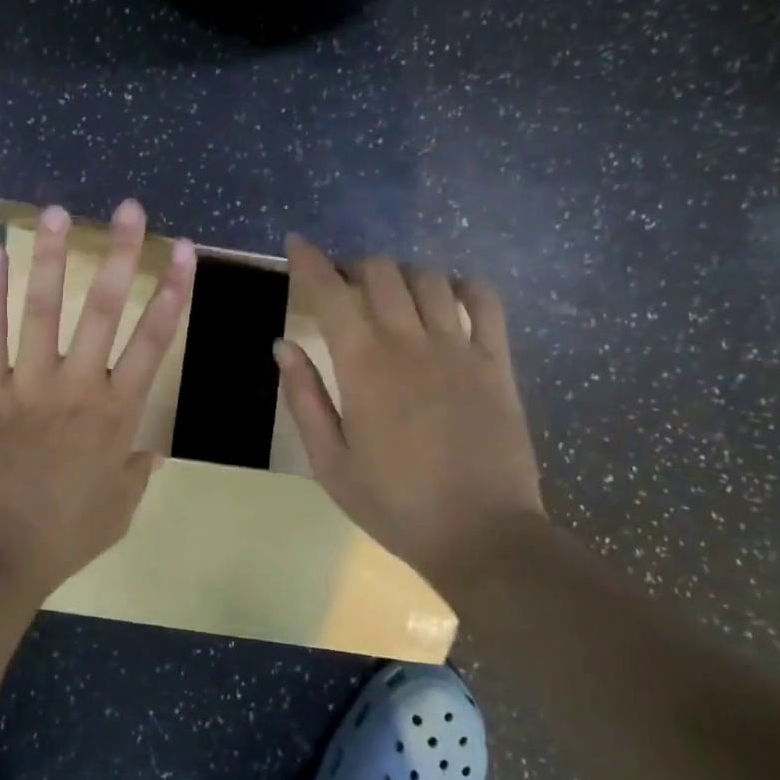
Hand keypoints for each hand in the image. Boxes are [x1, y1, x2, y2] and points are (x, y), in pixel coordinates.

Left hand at [0, 200, 196, 599]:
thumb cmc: (62, 537)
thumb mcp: (117, 509)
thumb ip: (136, 471)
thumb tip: (152, 447)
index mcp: (117, 414)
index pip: (153, 341)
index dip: (172, 293)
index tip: (183, 253)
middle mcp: (77, 386)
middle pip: (103, 310)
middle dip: (120, 255)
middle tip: (130, 209)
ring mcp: (28, 383)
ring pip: (43, 309)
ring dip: (51, 257)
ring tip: (57, 212)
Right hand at [276, 234, 544, 582]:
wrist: (483, 536)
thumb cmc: (396, 505)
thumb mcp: (330, 462)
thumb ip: (305, 398)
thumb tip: (283, 346)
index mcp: (364, 366)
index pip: (330, 293)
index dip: (309, 261)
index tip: (296, 243)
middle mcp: (411, 343)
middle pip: (380, 272)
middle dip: (353, 266)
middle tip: (342, 286)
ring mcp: (460, 348)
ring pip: (428, 278)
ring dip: (401, 274)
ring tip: (390, 293)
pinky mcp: (497, 362)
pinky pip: (485, 301)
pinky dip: (462, 286)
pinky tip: (448, 297)